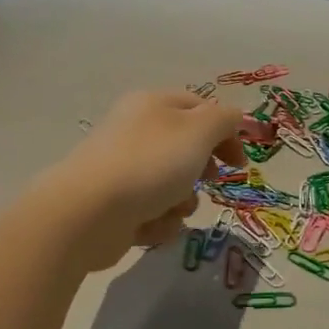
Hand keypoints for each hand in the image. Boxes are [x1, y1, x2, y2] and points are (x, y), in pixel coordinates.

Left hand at [38, 91, 246, 270]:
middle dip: (202, 170)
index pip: (200, 108)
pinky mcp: (114, 206)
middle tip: (210, 182)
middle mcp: (135, 132)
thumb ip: (224, 120)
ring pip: (172, 185)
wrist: (88, 213)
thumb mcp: (199, 131)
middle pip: (185, 149)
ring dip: (182, 202)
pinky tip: (149, 225)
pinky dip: (158, 221)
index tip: (239, 162)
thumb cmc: (150, 164)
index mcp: (153, 104)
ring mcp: (122, 170)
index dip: (226, 131)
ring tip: (173, 208)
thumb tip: (232, 119)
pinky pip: (152, 212)